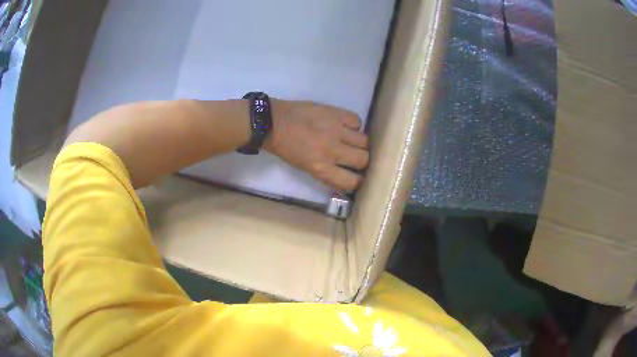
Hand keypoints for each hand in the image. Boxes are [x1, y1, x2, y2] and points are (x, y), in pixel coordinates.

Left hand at [264, 99, 368, 191]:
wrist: (273, 122)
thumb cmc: (286, 149)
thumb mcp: (306, 169)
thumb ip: (328, 175)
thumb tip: (346, 181)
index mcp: (322, 168)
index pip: (353, 181)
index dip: (358, 180)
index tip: (357, 176)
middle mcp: (333, 151)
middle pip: (364, 159)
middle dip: (362, 161)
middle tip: (355, 157)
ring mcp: (336, 130)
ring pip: (364, 141)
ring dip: (360, 143)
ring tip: (351, 141)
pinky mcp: (336, 113)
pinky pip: (357, 121)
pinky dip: (354, 125)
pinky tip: (345, 126)